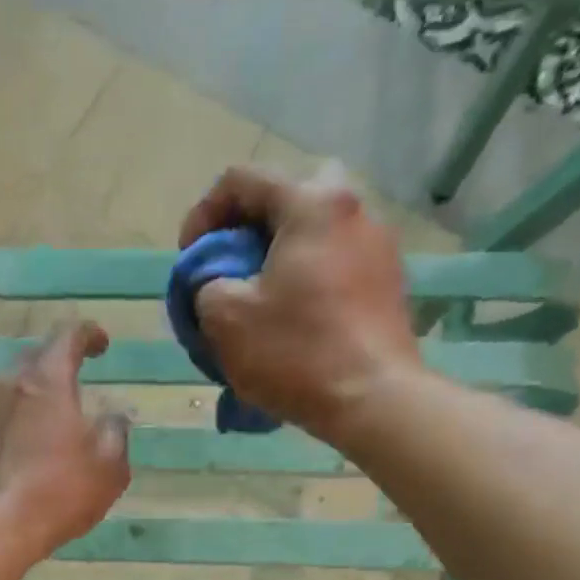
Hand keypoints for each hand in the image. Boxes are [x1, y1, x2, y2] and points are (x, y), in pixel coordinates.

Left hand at [0, 321, 130, 554]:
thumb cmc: (56, 494)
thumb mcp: (108, 468)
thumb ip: (115, 434)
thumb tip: (112, 418)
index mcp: (45, 381)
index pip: (68, 337)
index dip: (88, 335)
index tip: (100, 344)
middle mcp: (3, 386)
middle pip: (31, 362)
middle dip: (53, 369)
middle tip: (69, 390)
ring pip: (3, 395)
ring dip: (23, 404)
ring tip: (37, 432)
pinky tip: (7, 459)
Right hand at [179, 162, 424, 448]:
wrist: (373, 400)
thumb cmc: (295, 352)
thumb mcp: (225, 317)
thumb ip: (206, 283)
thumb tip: (216, 281)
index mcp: (311, 203)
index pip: (242, 180)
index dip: (203, 215)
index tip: (190, 259)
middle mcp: (353, 209)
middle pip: (288, 197)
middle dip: (250, 226)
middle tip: (231, 266)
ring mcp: (378, 245)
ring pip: (315, 231)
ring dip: (279, 254)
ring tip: (258, 298)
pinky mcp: (388, 282)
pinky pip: (335, 263)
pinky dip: (307, 278)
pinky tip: (293, 319)